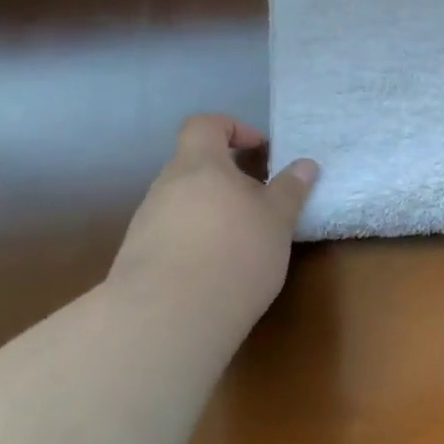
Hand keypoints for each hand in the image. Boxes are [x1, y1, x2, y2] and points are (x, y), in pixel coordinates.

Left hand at [107, 115, 318, 329]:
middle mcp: (165, 186)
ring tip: (243, 241)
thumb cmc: (234, 252)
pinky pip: (172, 234)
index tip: (261, 152)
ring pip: (184, 202)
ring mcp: (146, 222)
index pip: (205, 125)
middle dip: (229, 178)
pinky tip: (217, 269)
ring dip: (213, 211)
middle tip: (261, 202)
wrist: (168, 318)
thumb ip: (290, 189)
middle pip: (195, 166)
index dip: (233, 129)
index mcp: (198, 165)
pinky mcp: (138, 258)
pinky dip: (196, 240)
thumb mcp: (277, 219)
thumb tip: (305, 165)